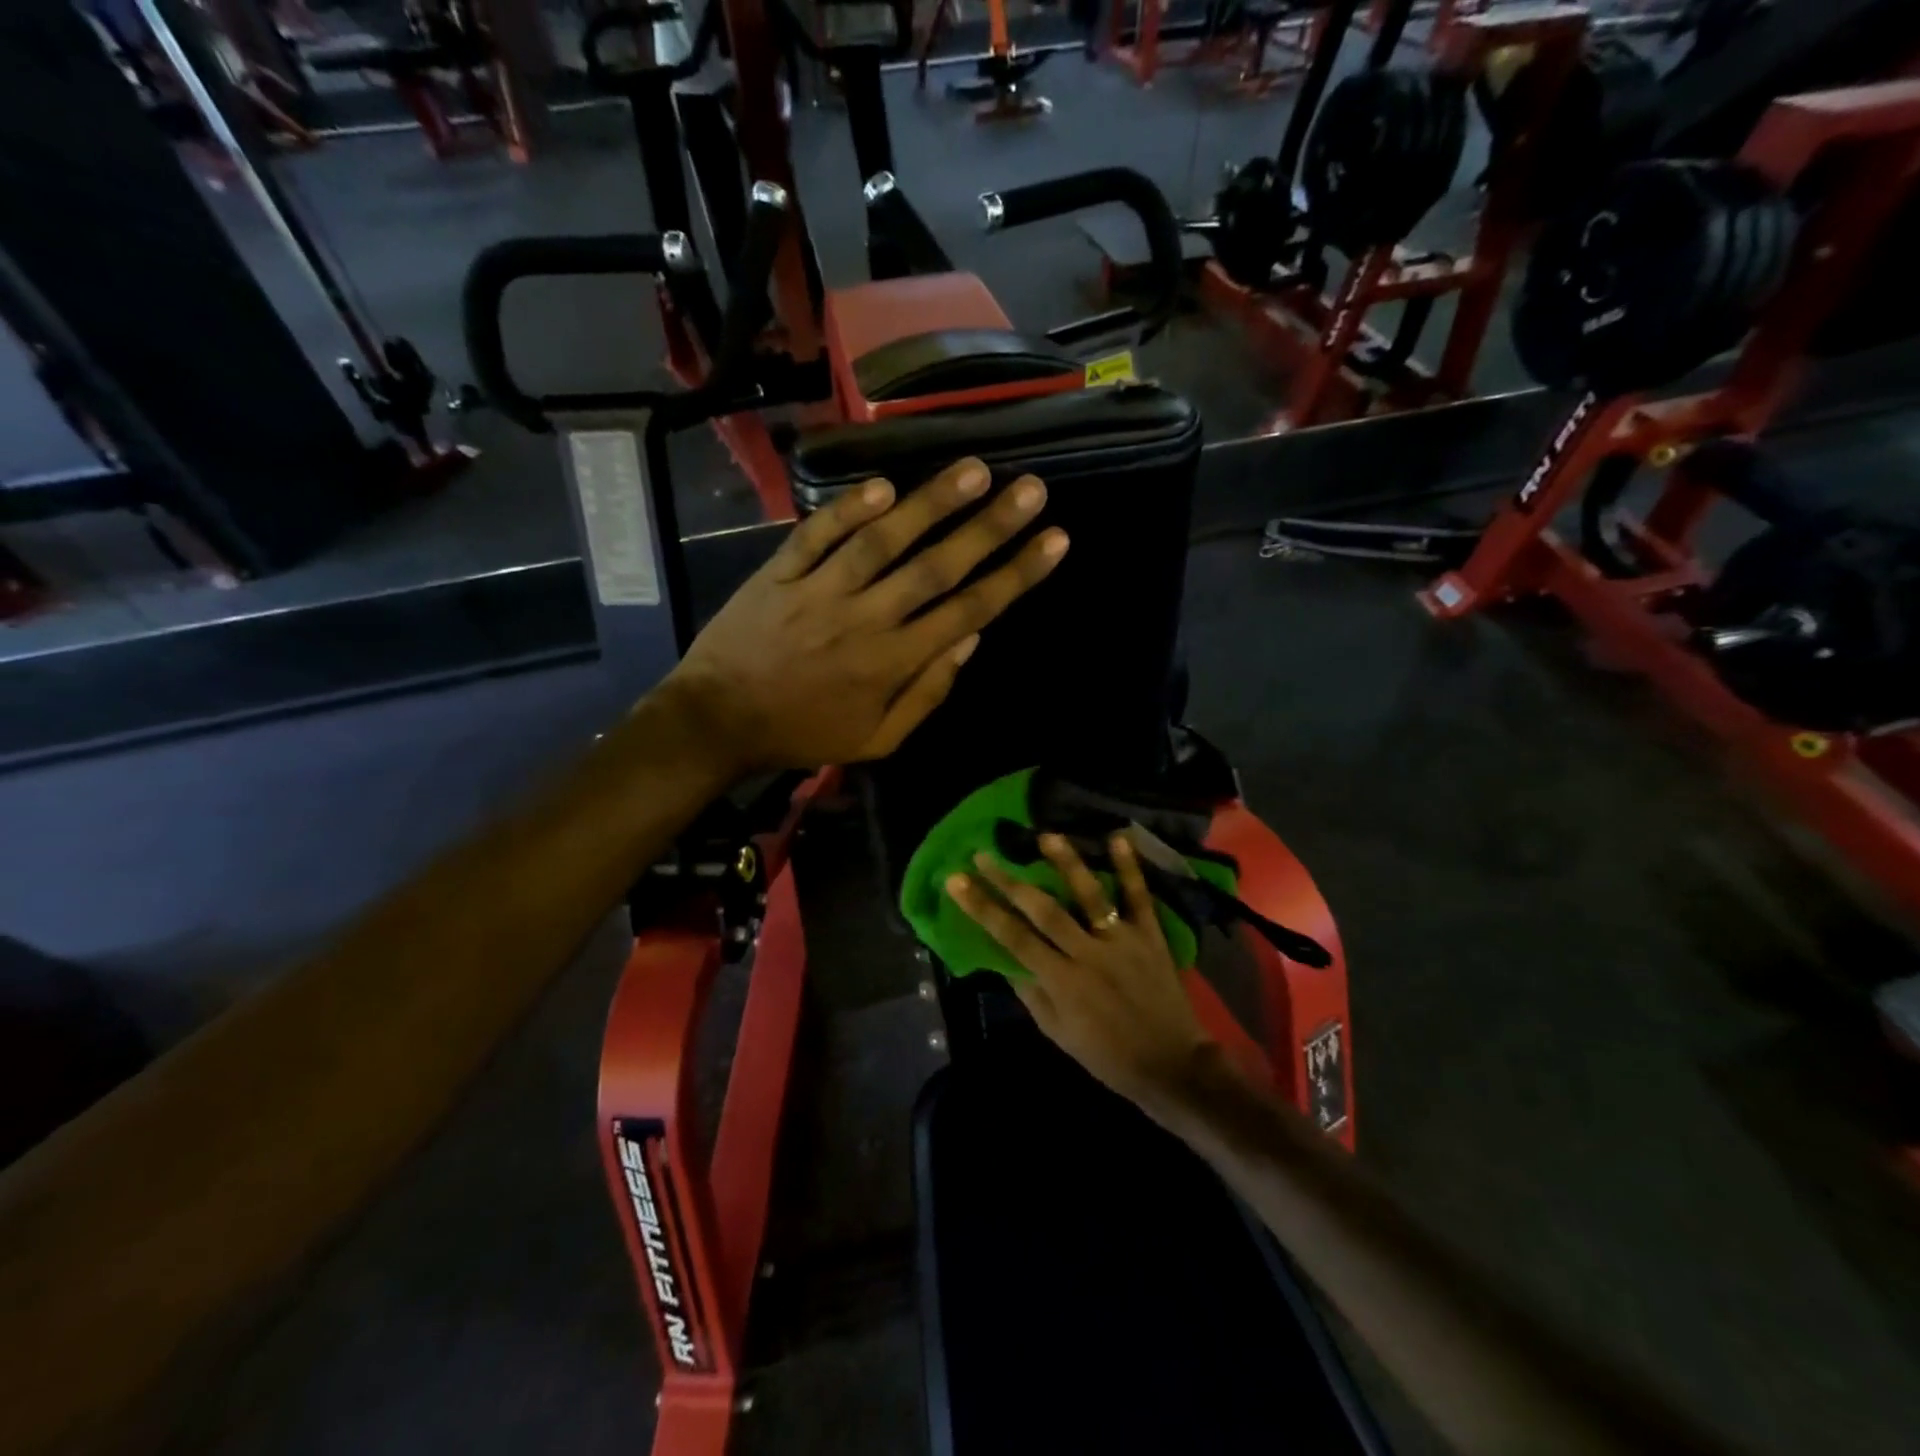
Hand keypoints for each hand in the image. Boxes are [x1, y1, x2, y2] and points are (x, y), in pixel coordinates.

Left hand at [664, 458, 1066, 773]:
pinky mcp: (780, 573)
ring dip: (931, 503)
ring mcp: (820, 591)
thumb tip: (972, 641)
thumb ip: (928, 695)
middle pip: (937, 567)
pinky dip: (848, 510)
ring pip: (883, 541)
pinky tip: (883, 485)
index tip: (1054, 541)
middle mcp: (866, 620)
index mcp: (894, 664)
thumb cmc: (805, 734)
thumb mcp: (877, 740)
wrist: (718, 721)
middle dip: (990, 527)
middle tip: (1031, 488)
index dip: (1016, 575)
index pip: (969, 611)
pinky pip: (817, 535)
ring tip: (974, 468)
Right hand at [946, 831, 1217, 1113]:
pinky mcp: (1150, 936)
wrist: (1171, 1066)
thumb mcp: (1059, 1033)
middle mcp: (1088, 954)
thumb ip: (1032, 993)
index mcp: (1062, 982)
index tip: (957, 881)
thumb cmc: (1108, 1055)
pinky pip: (1140, 898)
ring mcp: (1122, 941)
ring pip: (1090, 896)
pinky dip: (1130, 868)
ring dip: (1067, 863)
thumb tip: (1004, 958)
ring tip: (1046, 836)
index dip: (982, 908)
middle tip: (984, 854)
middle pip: (1043, 910)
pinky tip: (1117, 838)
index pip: (1013, 938)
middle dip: (1009, 881)